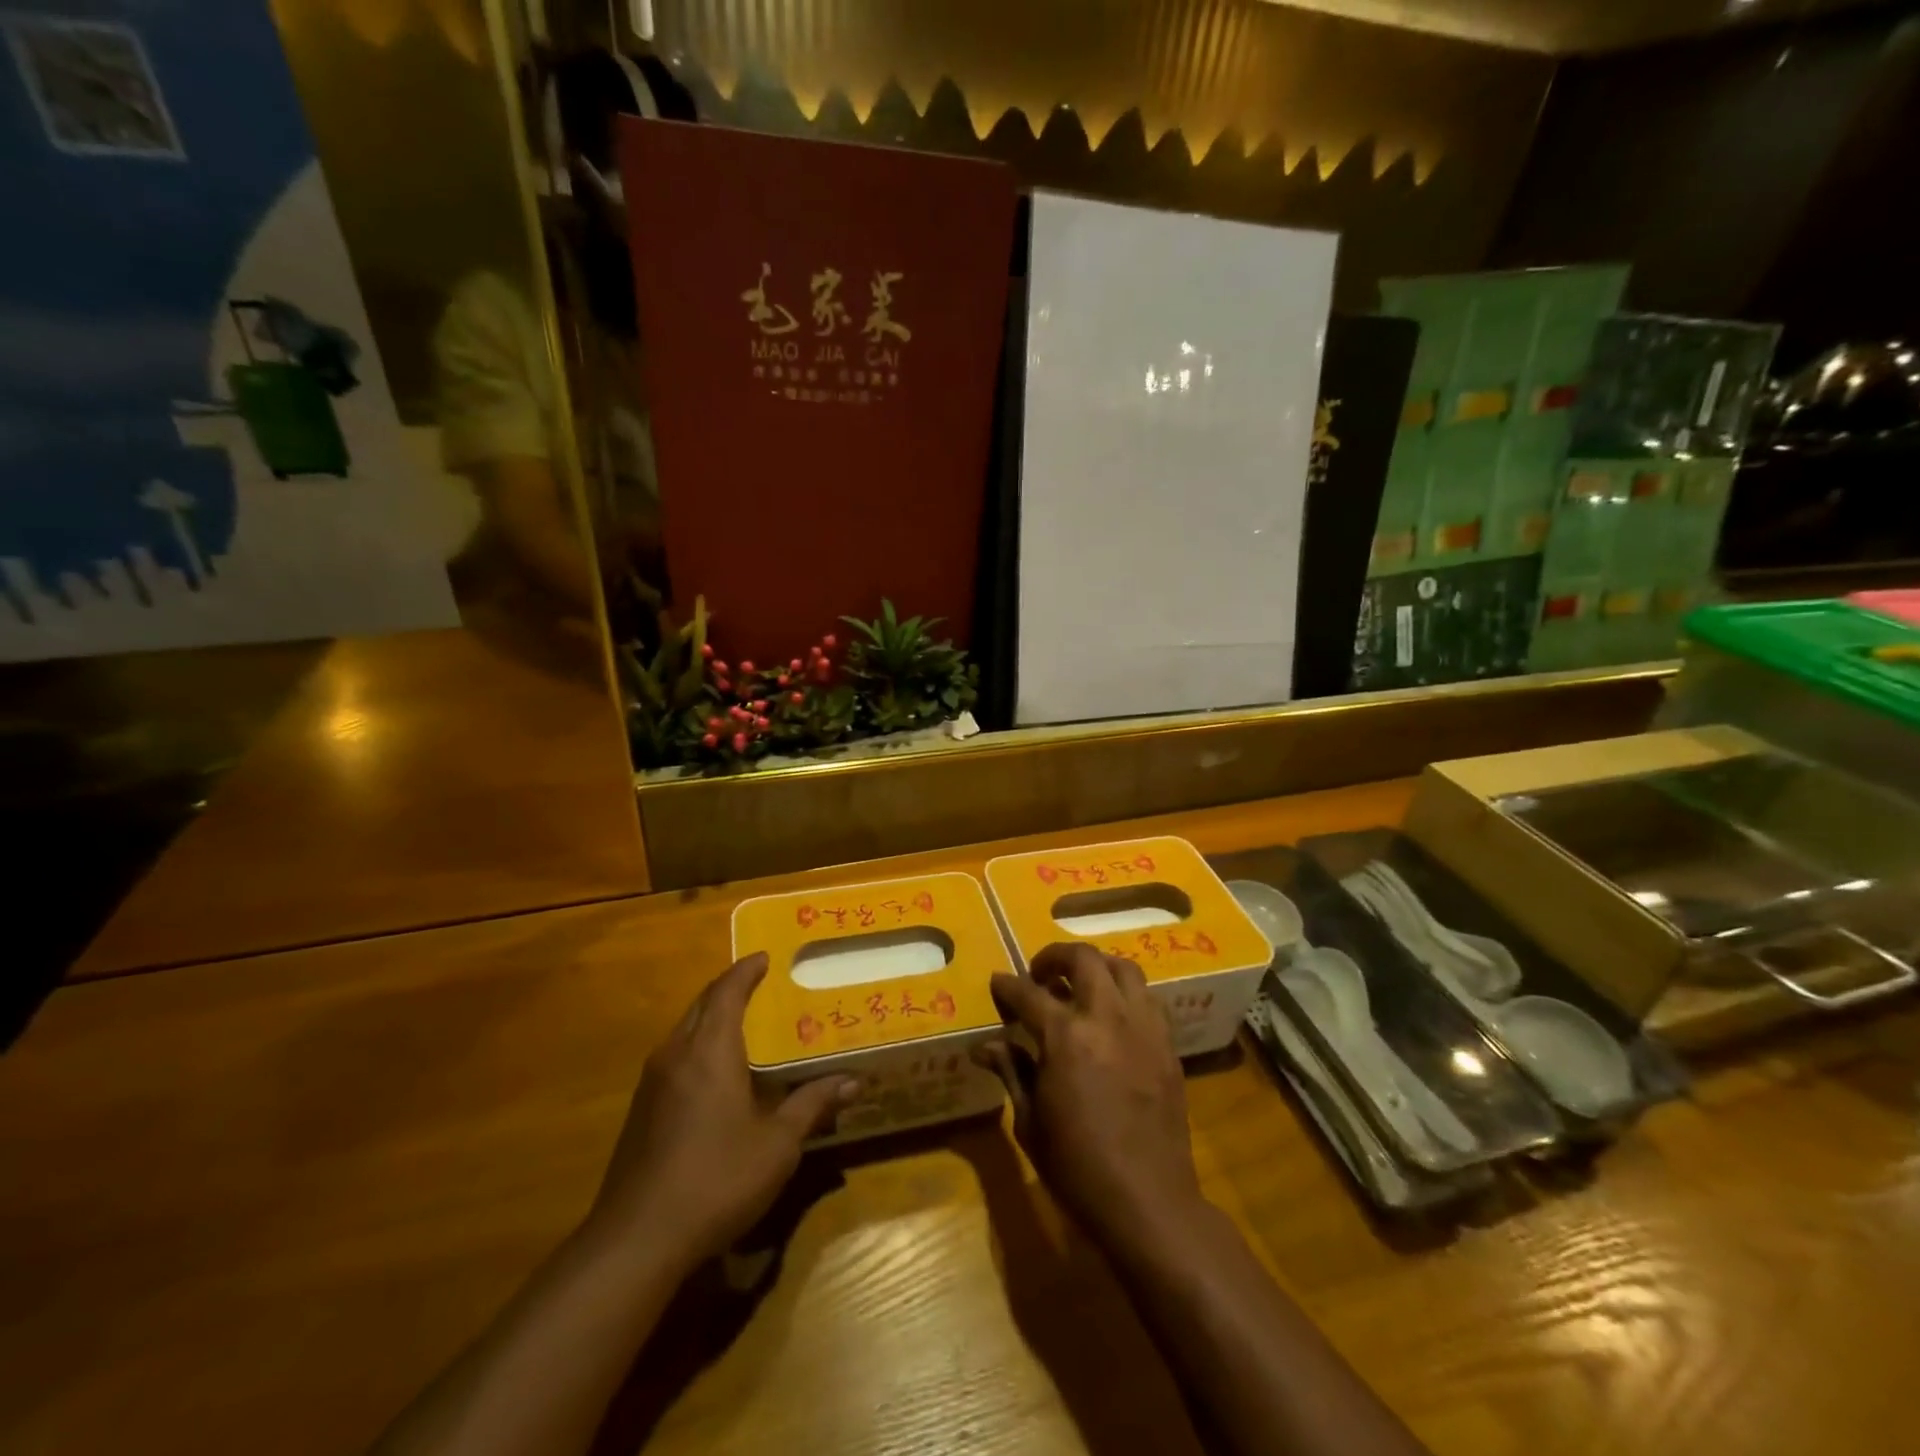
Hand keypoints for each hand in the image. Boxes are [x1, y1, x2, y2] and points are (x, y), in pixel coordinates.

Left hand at [588, 953, 854, 1266]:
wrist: (636, 1241)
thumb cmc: (717, 1179)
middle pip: (703, 1004)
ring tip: (745, 1023)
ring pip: (685, 1030)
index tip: (766, 957)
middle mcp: (676, 1054)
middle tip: (761, 985)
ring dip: (712, 1017)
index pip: (728, 991)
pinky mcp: (641, 1110)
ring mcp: (652, 1083)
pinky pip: (675, 1057)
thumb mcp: (777, 1144)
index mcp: (710, 1050)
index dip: (747, 970)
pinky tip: (717, 1073)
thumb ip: (812, 1105)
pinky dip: (699, 1045)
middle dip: (730, 988)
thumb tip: (853, 1080)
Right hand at [979, 943, 1206, 1255]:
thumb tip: (985, 1046)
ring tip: (1081, 985)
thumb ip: (1011, 1071)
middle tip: (1040, 974)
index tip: (998, 983)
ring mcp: (1143, 1027)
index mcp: (1065, 1036)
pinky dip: (1125, 994)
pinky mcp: (1167, 1045)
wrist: (1148, 1202)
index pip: (1028, 993)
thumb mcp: (1029, 1121)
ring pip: (1123, 968)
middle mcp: (1106, 1018)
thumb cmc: (1077, 1167)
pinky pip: (1147, 999)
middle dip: (1054, 957)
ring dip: (1096, 967)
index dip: (1007, 985)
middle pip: (1083, 959)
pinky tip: (1113, 1017)